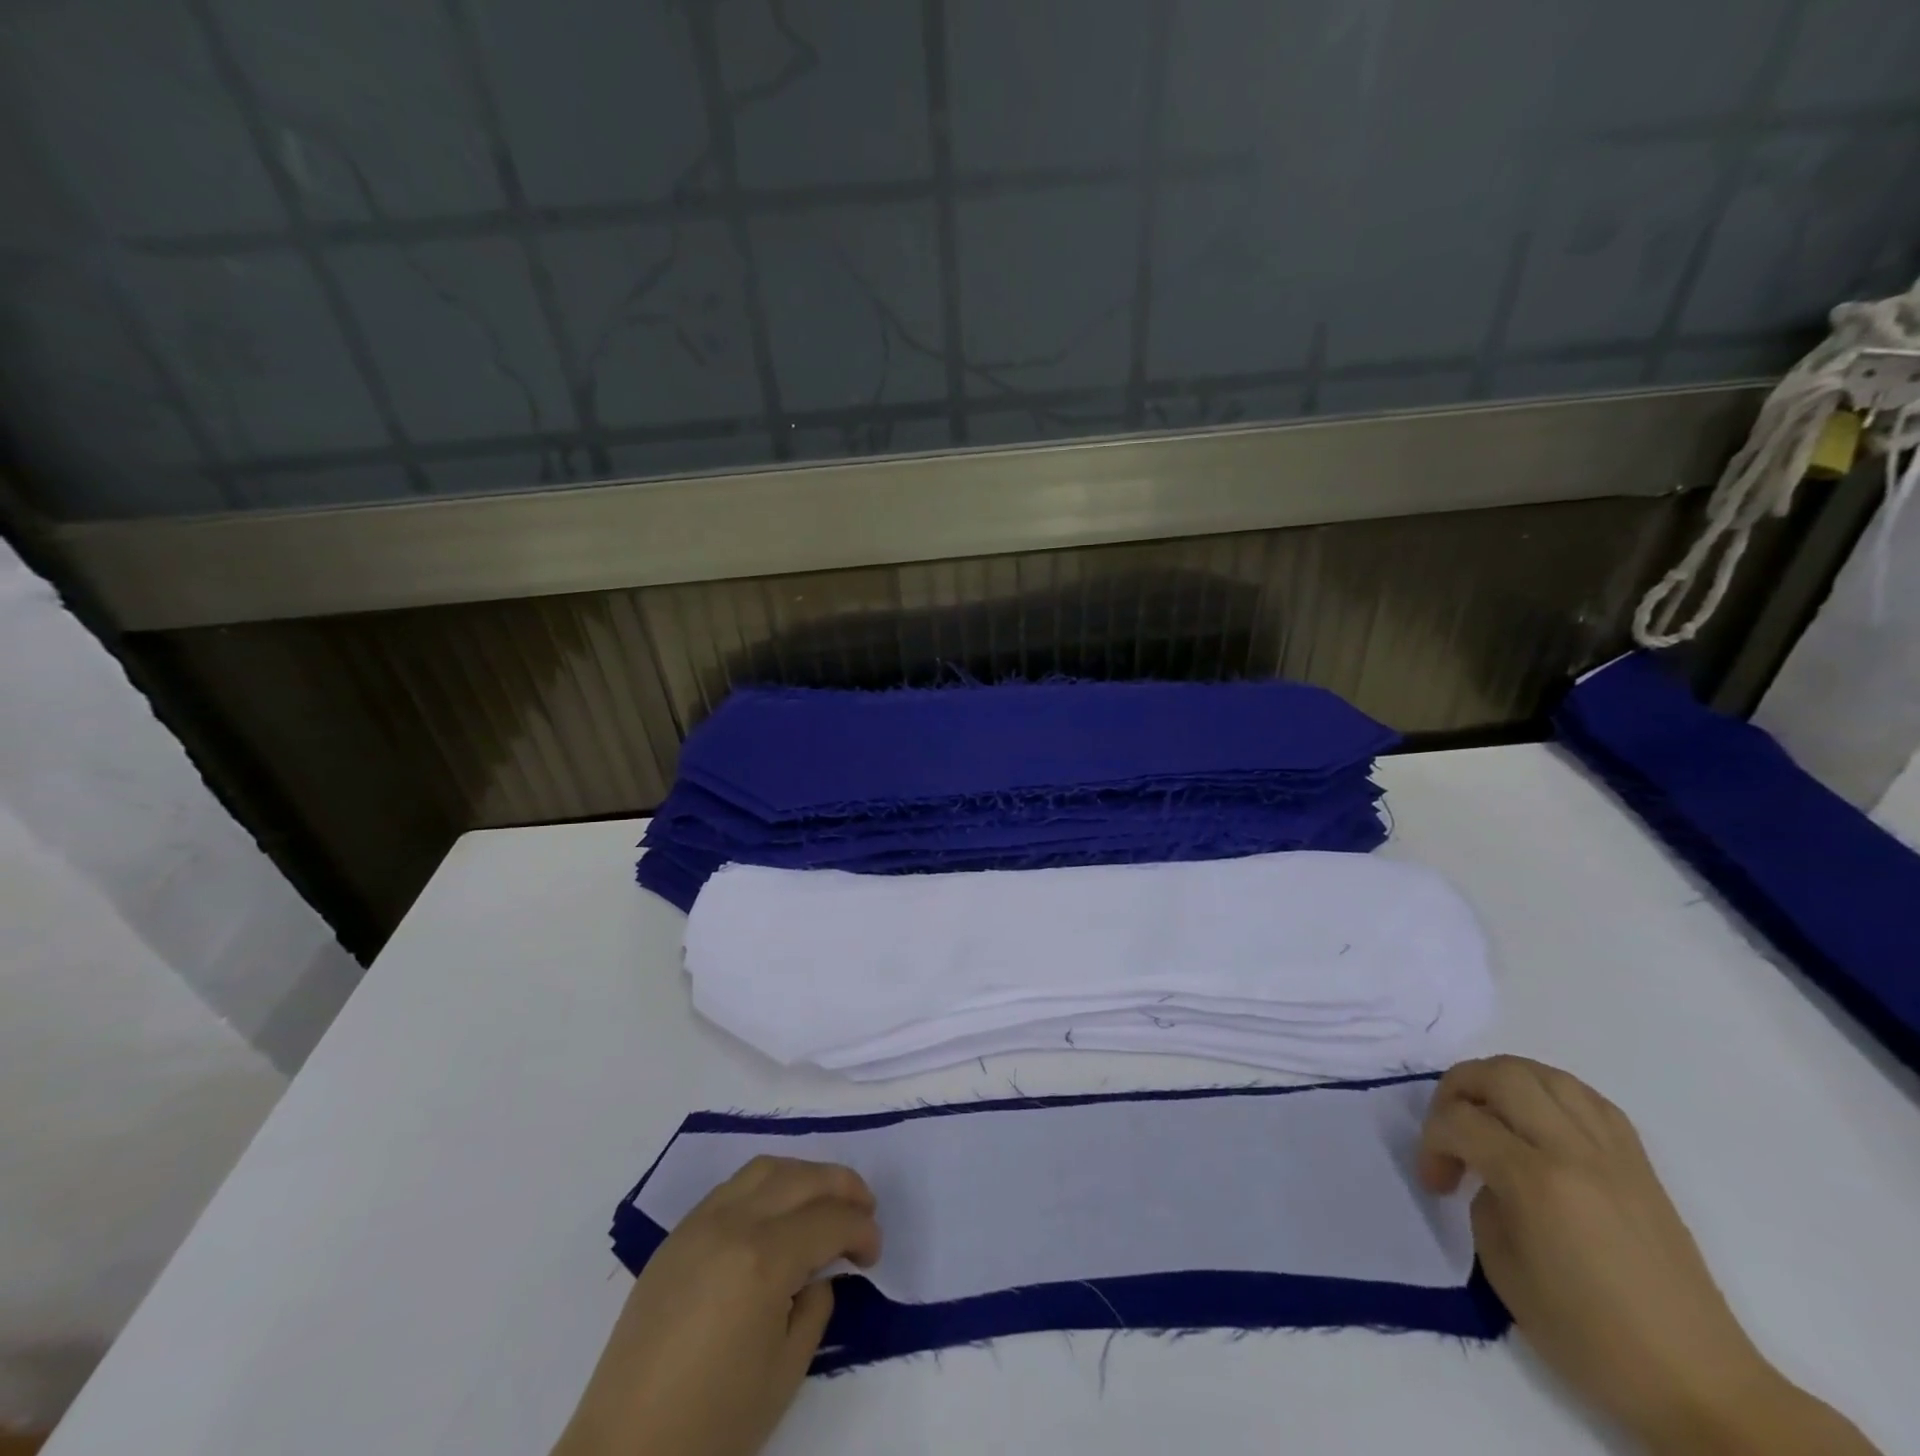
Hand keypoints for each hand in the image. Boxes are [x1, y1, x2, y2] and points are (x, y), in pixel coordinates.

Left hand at [554, 1156, 880, 1455]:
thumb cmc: (711, 1426)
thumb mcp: (784, 1373)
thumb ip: (814, 1308)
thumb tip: (817, 1274)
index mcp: (764, 1259)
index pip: (830, 1219)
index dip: (862, 1230)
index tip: (874, 1252)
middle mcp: (733, 1223)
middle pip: (802, 1178)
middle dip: (843, 1187)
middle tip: (864, 1211)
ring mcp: (700, 1223)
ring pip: (766, 1168)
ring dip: (803, 1176)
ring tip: (822, 1203)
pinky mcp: (676, 1235)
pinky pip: (732, 1187)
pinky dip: (766, 1186)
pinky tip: (774, 1215)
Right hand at [1420, 1056, 1875, 1454]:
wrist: (1708, 1390)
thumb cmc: (1595, 1343)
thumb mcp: (1508, 1274)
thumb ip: (1483, 1203)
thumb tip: (1478, 1170)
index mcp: (1540, 1180)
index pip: (1463, 1123)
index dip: (1432, 1142)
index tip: (1432, 1180)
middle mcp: (1577, 1149)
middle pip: (1499, 1074)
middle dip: (1457, 1089)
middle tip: (1447, 1128)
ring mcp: (1616, 1152)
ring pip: (1543, 1073)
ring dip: (1499, 1079)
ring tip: (1484, 1112)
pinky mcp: (1641, 1164)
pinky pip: (1585, 1096)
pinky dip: (1546, 1090)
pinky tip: (1535, 1117)